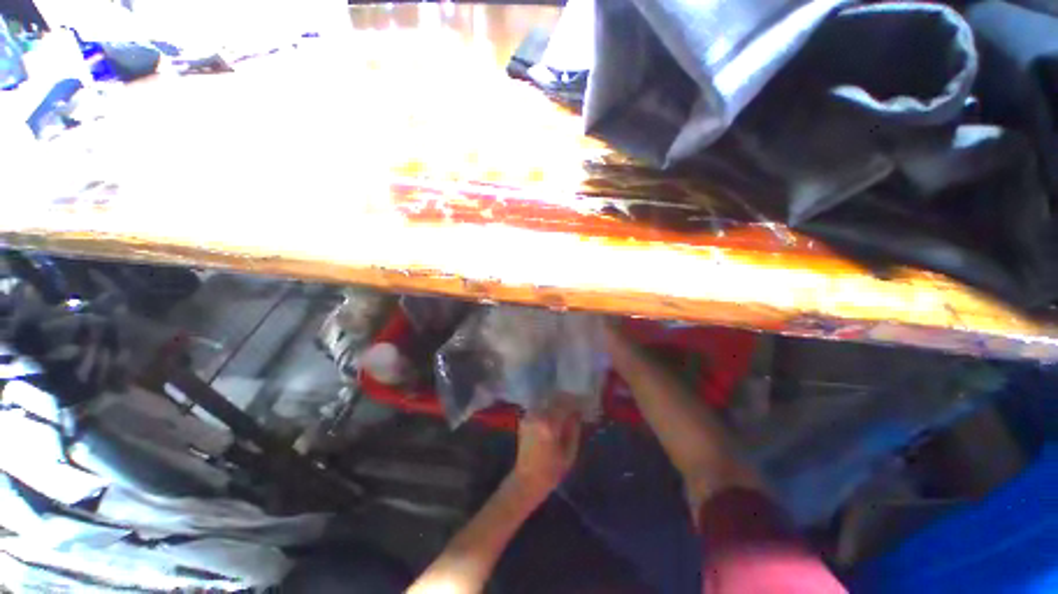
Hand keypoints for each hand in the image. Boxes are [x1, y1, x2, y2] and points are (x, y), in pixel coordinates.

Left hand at [510, 397, 581, 498]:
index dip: (576, 402)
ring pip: (546, 400)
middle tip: (576, 404)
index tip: (584, 403)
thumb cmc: (551, 471)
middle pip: (554, 399)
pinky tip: (554, 413)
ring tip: (567, 407)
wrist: (527, 480)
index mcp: (549, 424)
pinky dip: (548, 406)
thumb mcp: (569, 452)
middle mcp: (538, 416)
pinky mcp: (524, 419)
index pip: (565, 404)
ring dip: (557, 401)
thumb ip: (574, 429)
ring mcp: (529, 416)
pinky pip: (539, 406)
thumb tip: (578, 413)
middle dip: (566, 399)